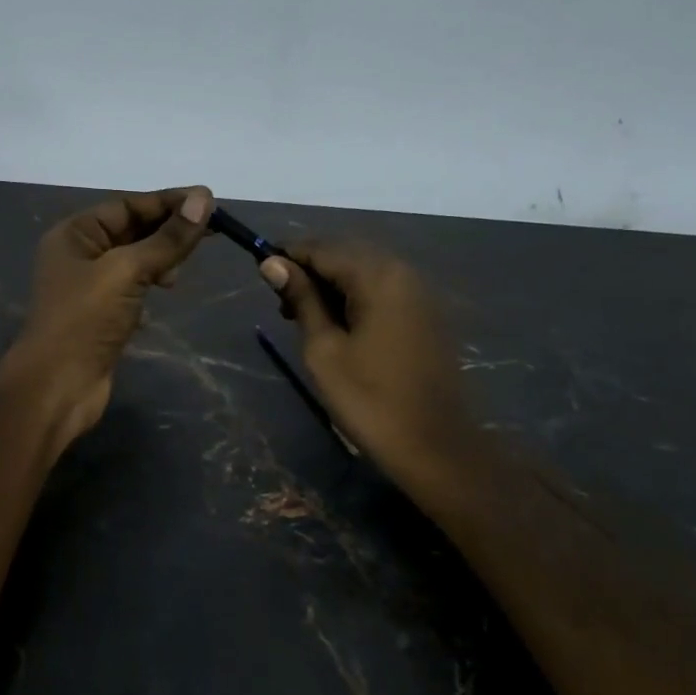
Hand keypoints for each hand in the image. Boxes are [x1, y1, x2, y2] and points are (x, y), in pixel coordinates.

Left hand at [6, 186, 213, 447]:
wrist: (57, 386)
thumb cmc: (85, 320)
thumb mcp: (127, 271)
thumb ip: (167, 238)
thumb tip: (203, 199)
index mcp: (74, 234)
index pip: (127, 205)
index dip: (168, 202)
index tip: (208, 202)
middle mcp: (79, 255)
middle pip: (131, 230)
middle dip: (167, 230)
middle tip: (211, 231)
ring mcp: (89, 287)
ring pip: (134, 260)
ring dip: (161, 259)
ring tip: (181, 270)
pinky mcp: (101, 315)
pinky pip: (132, 288)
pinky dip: (151, 285)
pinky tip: (166, 290)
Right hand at [257, 239, 473, 489]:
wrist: (435, 446)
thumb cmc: (369, 399)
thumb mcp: (324, 349)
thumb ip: (301, 299)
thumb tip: (272, 263)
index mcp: (378, 276)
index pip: (322, 248)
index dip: (288, 257)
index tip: (260, 275)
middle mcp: (403, 272)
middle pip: (345, 255)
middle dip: (311, 271)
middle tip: (283, 307)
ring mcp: (420, 293)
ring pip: (364, 272)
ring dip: (332, 286)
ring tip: (305, 319)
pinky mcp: (426, 314)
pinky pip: (383, 290)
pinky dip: (356, 298)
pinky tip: (339, 326)